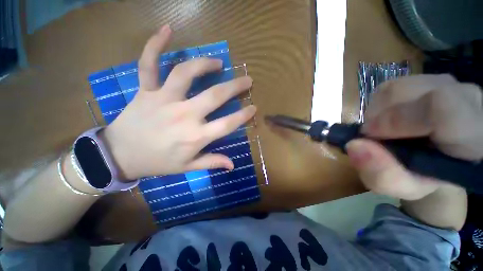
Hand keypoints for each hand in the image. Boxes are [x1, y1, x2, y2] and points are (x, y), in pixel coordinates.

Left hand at [101, 25, 255, 179]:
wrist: (120, 155)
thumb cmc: (158, 162)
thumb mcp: (188, 167)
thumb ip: (212, 163)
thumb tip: (232, 165)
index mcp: (195, 136)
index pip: (227, 124)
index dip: (243, 115)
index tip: (253, 108)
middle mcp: (183, 115)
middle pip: (214, 96)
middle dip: (235, 86)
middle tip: (246, 80)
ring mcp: (163, 99)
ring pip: (186, 73)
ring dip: (205, 64)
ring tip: (218, 62)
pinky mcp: (145, 90)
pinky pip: (148, 64)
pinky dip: (155, 45)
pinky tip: (167, 30)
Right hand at [346, 75, 482, 200]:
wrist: (443, 157)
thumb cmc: (428, 176)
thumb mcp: (406, 188)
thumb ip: (383, 175)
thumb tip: (354, 145)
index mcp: (472, 131)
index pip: (440, 107)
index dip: (397, 119)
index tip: (371, 137)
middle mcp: (463, 96)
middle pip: (405, 91)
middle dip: (377, 117)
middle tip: (377, 138)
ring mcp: (446, 81)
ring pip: (394, 87)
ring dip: (377, 111)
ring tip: (384, 129)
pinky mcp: (428, 79)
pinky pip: (393, 86)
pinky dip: (380, 104)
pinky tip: (389, 118)